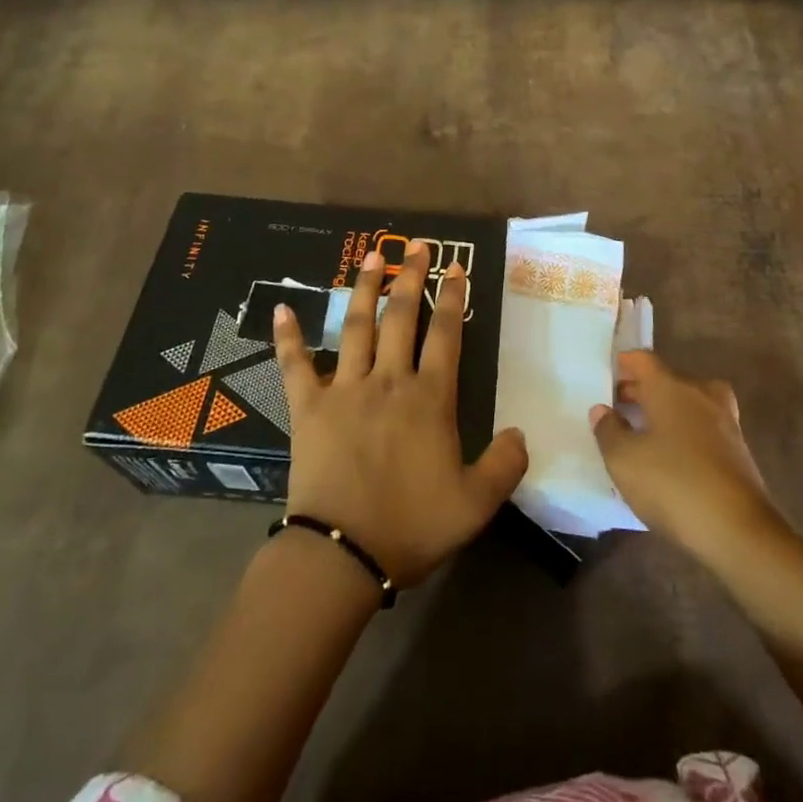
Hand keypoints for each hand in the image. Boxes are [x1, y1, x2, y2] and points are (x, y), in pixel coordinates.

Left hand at [274, 242, 528, 587]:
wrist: (342, 555)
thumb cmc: (411, 526)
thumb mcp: (475, 505)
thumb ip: (505, 465)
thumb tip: (521, 432)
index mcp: (429, 398)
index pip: (445, 334)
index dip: (452, 298)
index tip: (456, 268)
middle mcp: (388, 380)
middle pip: (401, 316)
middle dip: (411, 277)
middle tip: (418, 246)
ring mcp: (344, 389)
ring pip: (356, 326)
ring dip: (364, 288)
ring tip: (372, 256)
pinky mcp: (308, 407)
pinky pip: (295, 365)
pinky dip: (288, 336)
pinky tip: (281, 307)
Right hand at [590, 350, 778, 560]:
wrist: (739, 531)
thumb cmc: (673, 485)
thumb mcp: (624, 461)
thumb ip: (608, 431)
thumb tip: (602, 410)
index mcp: (670, 388)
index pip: (644, 360)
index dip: (625, 363)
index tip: (610, 373)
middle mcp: (700, 396)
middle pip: (668, 379)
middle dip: (643, 388)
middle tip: (621, 405)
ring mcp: (724, 423)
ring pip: (691, 402)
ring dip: (669, 409)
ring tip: (648, 430)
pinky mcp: (738, 452)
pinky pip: (705, 428)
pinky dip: (688, 432)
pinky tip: (674, 457)